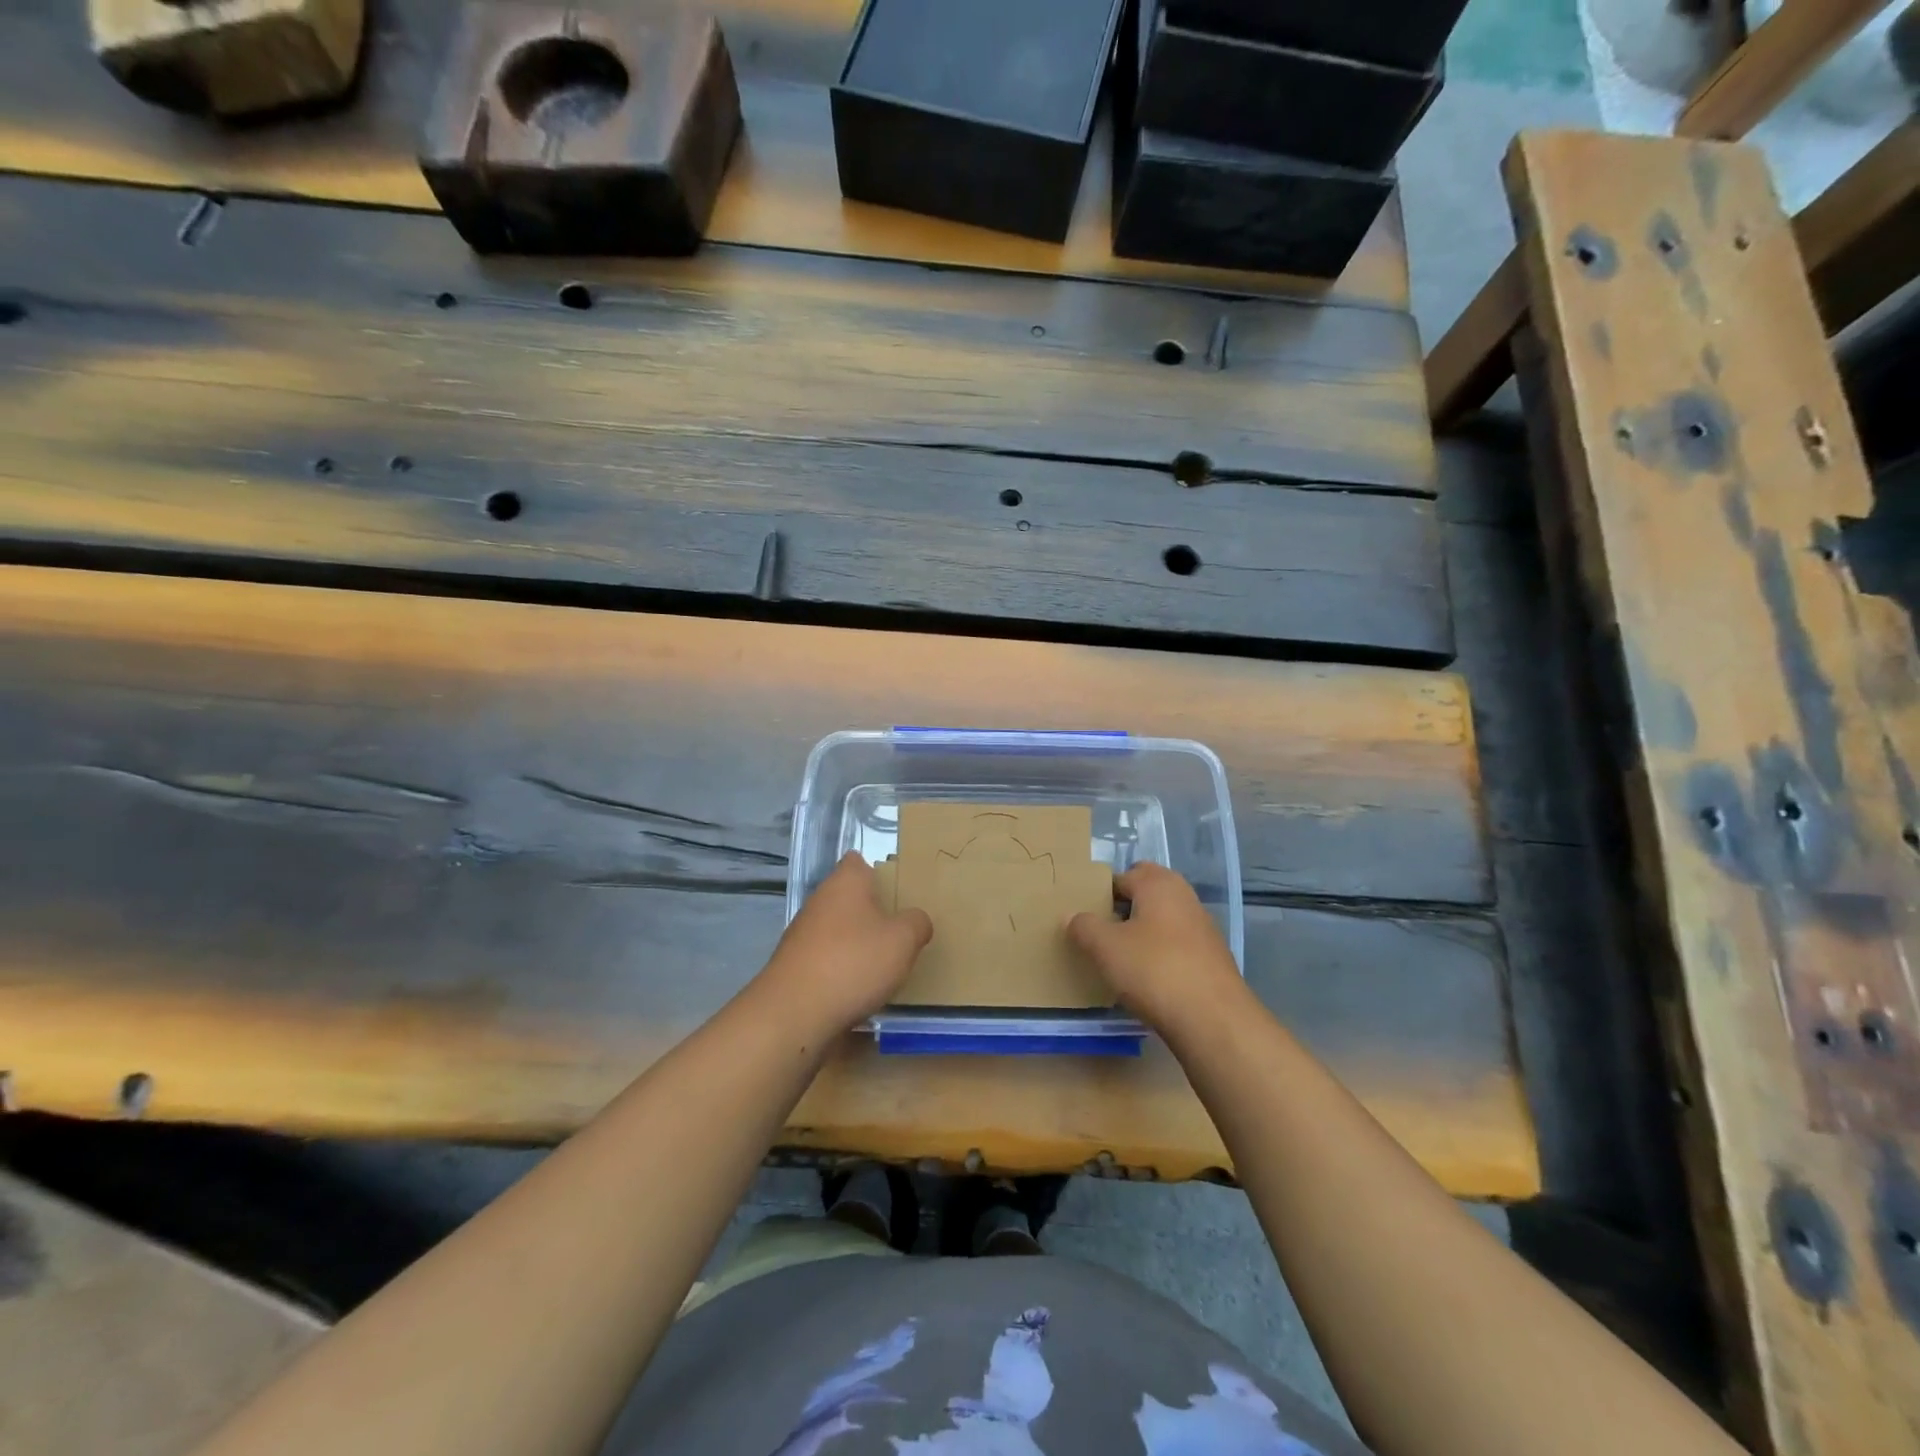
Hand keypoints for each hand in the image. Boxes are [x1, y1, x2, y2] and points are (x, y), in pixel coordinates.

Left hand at [758, 853, 932, 1034]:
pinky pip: (826, 958)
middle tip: (900, 929)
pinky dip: (841, 968)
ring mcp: (802, 933)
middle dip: (872, 911)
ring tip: (884, 963)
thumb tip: (917, 920)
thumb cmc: (853, 963)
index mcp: (845, 882)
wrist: (793, 1014)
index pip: (858, 861)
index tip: (898, 890)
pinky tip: (858, 988)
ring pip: (837, 928)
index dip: (878, 871)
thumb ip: (917, 923)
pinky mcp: (794, 965)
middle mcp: (820, 901)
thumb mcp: (903, 941)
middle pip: (849, 897)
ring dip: (857, 942)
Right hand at [1067, 862, 1246, 1032]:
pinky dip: (1160, 954)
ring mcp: (1202, 927)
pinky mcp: (1211, 958)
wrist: (1213, 1019)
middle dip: (1123, 909)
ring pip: (1162, 920)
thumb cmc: (1154, 970)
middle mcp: (1184, 897)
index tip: (1084, 917)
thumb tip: (1071, 916)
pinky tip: (1147, 978)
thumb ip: (1084, 927)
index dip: (1100, 893)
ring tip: (1119, 958)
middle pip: (1146, 894)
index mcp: (1158, 884)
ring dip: (1142, 932)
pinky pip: (1176, 945)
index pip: (1122, 876)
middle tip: (1101, 933)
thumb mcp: (1106, 948)